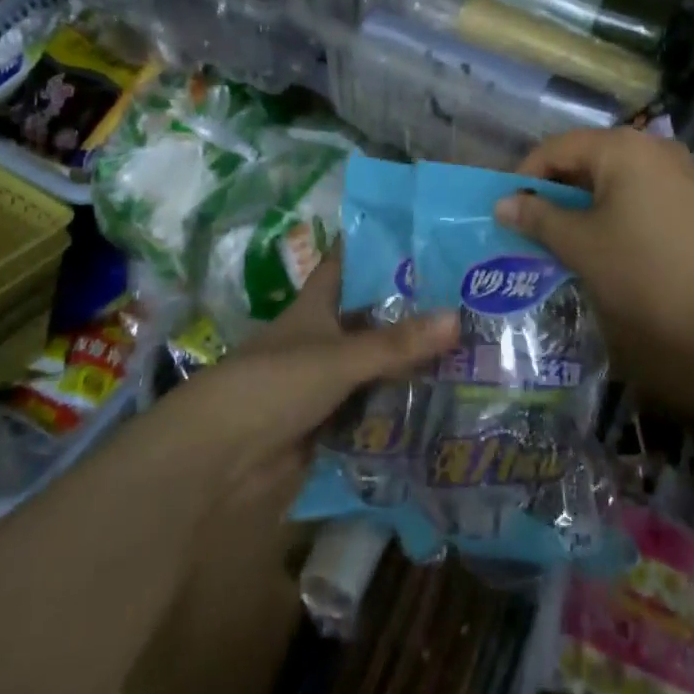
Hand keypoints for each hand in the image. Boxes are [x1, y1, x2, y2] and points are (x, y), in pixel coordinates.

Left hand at [159, 254, 457, 504]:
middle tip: (469, 300)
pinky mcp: (331, 425)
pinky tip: (445, 404)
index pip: (345, 264)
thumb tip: (458, 318)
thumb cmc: (273, 385)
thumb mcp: (337, 357)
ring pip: (376, 366)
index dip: (374, 247)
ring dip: (411, 365)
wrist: (221, 460)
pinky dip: (401, 409)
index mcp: (315, 308)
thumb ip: (395, 344)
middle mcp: (322, 340)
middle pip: (370, 319)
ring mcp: (326, 383)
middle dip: (411, 312)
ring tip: (472, 351)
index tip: (420, 233)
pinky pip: (374, 411)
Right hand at [496, 129, 693, 423]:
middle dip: (554, 195)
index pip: (555, 149)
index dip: (524, 178)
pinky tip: (606, 252)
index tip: (505, 213)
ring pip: (613, 184)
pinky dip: (613, 219)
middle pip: (585, 162)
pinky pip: (639, 201)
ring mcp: (680, 177)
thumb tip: (503, 203)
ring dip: (582, 210)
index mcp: (621, 147)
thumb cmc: (647, 272)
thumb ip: (539, 218)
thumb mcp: (582, 245)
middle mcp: (653, 150)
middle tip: (529, 231)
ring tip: (562, 245)